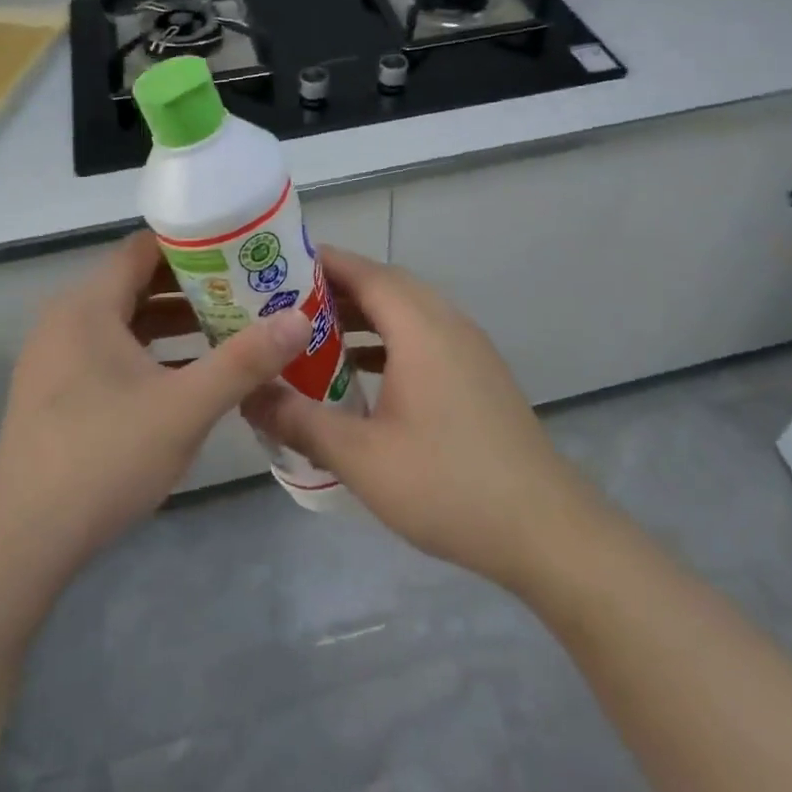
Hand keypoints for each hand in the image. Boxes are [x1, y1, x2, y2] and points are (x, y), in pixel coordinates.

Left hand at [0, 230, 311, 582]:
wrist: (24, 541)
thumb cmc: (105, 457)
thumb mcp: (186, 407)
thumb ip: (245, 360)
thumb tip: (299, 318)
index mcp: (88, 306)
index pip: (145, 248)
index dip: (196, 245)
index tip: (243, 253)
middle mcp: (67, 320)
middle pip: (138, 282)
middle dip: (195, 286)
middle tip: (250, 292)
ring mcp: (57, 357)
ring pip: (127, 320)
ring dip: (177, 321)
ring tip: (231, 328)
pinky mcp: (58, 391)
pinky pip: (113, 351)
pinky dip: (153, 352)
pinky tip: (191, 374)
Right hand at [241, 247, 602, 591]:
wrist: (543, 528)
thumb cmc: (447, 485)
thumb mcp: (360, 456)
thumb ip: (299, 421)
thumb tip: (247, 397)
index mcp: (421, 328)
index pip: (365, 272)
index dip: (320, 264)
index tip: (274, 268)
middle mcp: (448, 324)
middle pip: (387, 286)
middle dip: (335, 290)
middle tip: (283, 306)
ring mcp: (470, 349)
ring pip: (408, 313)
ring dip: (364, 317)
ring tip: (313, 336)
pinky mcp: (478, 375)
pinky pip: (425, 338)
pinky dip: (388, 342)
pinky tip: (361, 375)